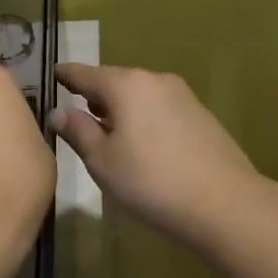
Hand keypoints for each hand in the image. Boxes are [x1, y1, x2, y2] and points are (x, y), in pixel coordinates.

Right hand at [51, 63, 265, 251]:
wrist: (225, 204)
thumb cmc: (151, 182)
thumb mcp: (102, 161)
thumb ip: (78, 131)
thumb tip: (58, 112)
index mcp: (126, 85)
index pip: (85, 74)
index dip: (66, 76)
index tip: (53, 75)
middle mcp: (155, 80)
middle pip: (115, 82)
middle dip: (94, 95)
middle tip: (76, 112)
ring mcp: (182, 96)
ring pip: (140, 95)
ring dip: (121, 108)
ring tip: (106, 131)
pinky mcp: (201, 115)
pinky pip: (160, 109)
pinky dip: (144, 118)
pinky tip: (142, 143)